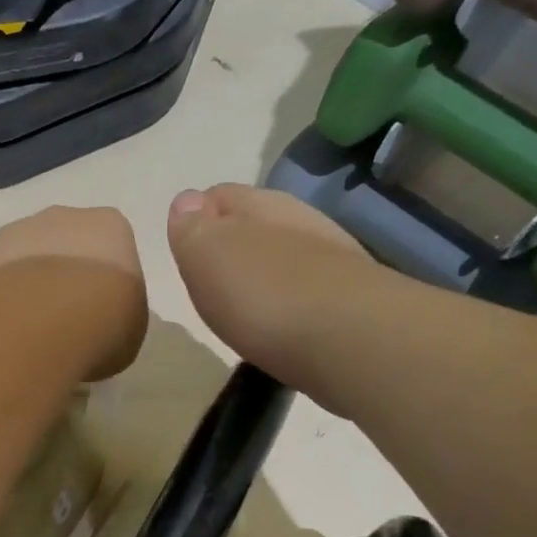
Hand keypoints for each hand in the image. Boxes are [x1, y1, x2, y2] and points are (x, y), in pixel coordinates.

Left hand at [0, 205, 146, 379]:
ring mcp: (16, 233)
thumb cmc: (105, 321)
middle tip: (62, 318)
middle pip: (63, 245)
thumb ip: (116, 313)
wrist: (44, 319)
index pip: (109, 248)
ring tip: (29, 328)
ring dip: (26, 285)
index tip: (98, 311)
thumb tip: (96, 322)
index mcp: (109, 226)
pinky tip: (4, 328)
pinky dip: (0, 299)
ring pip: (25, 258)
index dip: (103, 282)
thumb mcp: (131, 327)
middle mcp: (62, 217)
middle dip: (61, 276)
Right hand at [167, 184, 388, 400]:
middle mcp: (300, 222)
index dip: (197, 219)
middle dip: (231, 247)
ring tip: (240, 309)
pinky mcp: (350, 301)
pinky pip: (305, 292)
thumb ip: (192, 227)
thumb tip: (187, 201)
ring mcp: (332, 260)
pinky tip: (278, 326)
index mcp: (260, 204)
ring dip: (261, 275)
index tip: (184, 252)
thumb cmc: (264, 293)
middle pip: (255, 225)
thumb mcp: (207, 254)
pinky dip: (286, 304)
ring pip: (284, 257)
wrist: (352, 341)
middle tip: (207, 284)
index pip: (219, 195)